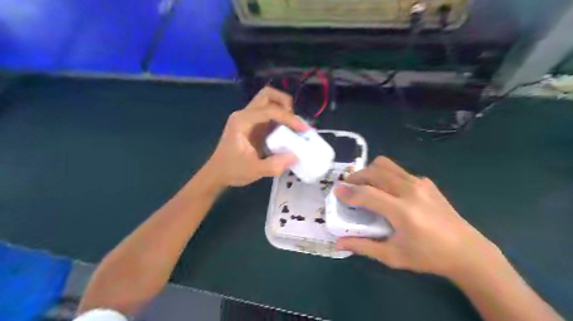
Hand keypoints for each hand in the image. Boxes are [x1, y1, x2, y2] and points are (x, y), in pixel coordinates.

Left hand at [202, 86, 308, 187]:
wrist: (217, 173)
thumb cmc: (232, 170)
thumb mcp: (254, 170)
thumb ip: (275, 164)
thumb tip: (296, 156)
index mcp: (242, 121)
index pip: (270, 110)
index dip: (289, 118)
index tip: (303, 130)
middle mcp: (245, 114)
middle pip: (267, 95)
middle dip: (285, 103)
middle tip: (295, 121)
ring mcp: (248, 118)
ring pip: (268, 101)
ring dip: (283, 109)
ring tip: (293, 126)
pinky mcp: (252, 124)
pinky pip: (269, 113)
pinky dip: (280, 118)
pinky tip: (287, 132)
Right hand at [335, 156, 499, 279]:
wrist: (467, 251)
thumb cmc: (428, 257)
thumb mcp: (393, 256)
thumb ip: (363, 247)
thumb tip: (338, 243)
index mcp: (403, 211)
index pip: (367, 194)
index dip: (348, 191)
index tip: (335, 191)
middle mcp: (411, 191)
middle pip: (374, 171)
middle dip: (356, 176)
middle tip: (348, 186)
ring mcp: (420, 183)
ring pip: (386, 165)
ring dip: (369, 171)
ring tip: (364, 184)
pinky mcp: (426, 182)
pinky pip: (398, 171)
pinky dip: (385, 175)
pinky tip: (387, 191)